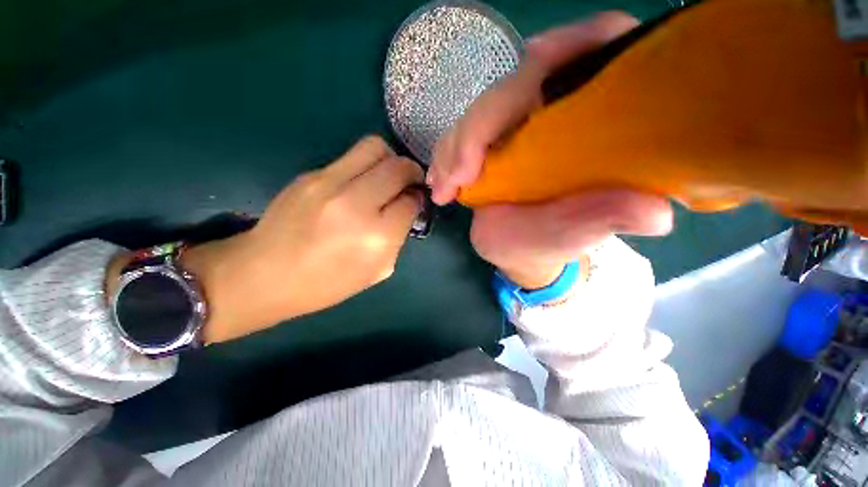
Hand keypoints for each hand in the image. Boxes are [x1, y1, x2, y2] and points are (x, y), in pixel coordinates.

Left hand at [155, 136, 422, 342]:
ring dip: (390, 159)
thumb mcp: (378, 271)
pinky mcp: (311, 174)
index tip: (415, 201)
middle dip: (412, 172)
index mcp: (376, 236)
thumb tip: (407, 207)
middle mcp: (357, 204)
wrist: (264, 275)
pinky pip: (351, 157)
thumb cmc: (327, 283)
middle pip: (399, 167)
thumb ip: (398, 237)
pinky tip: (358, 184)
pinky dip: (365, 166)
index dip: (418, 199)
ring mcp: (330, 183)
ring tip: (386, 176)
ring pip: (375, 148)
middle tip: (409, 183)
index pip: (411, 201)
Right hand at [428, 12, 672, 288]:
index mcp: (590, 126)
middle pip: (515, 86)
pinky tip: (438, 181)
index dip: (572, 43)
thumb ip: (611, 218)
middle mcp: (552, 116)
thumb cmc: (553, 242)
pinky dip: (444, 155)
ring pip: (479, 112)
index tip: (534, 60)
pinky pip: (460, 134)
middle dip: (478, 128)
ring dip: (453, 148)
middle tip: (456, 178)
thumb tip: (656, 213)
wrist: (518, 248)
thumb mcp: (580, 234)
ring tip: (444, 188)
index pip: (594, 54)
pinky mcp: (487, 143)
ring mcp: (514, 127)